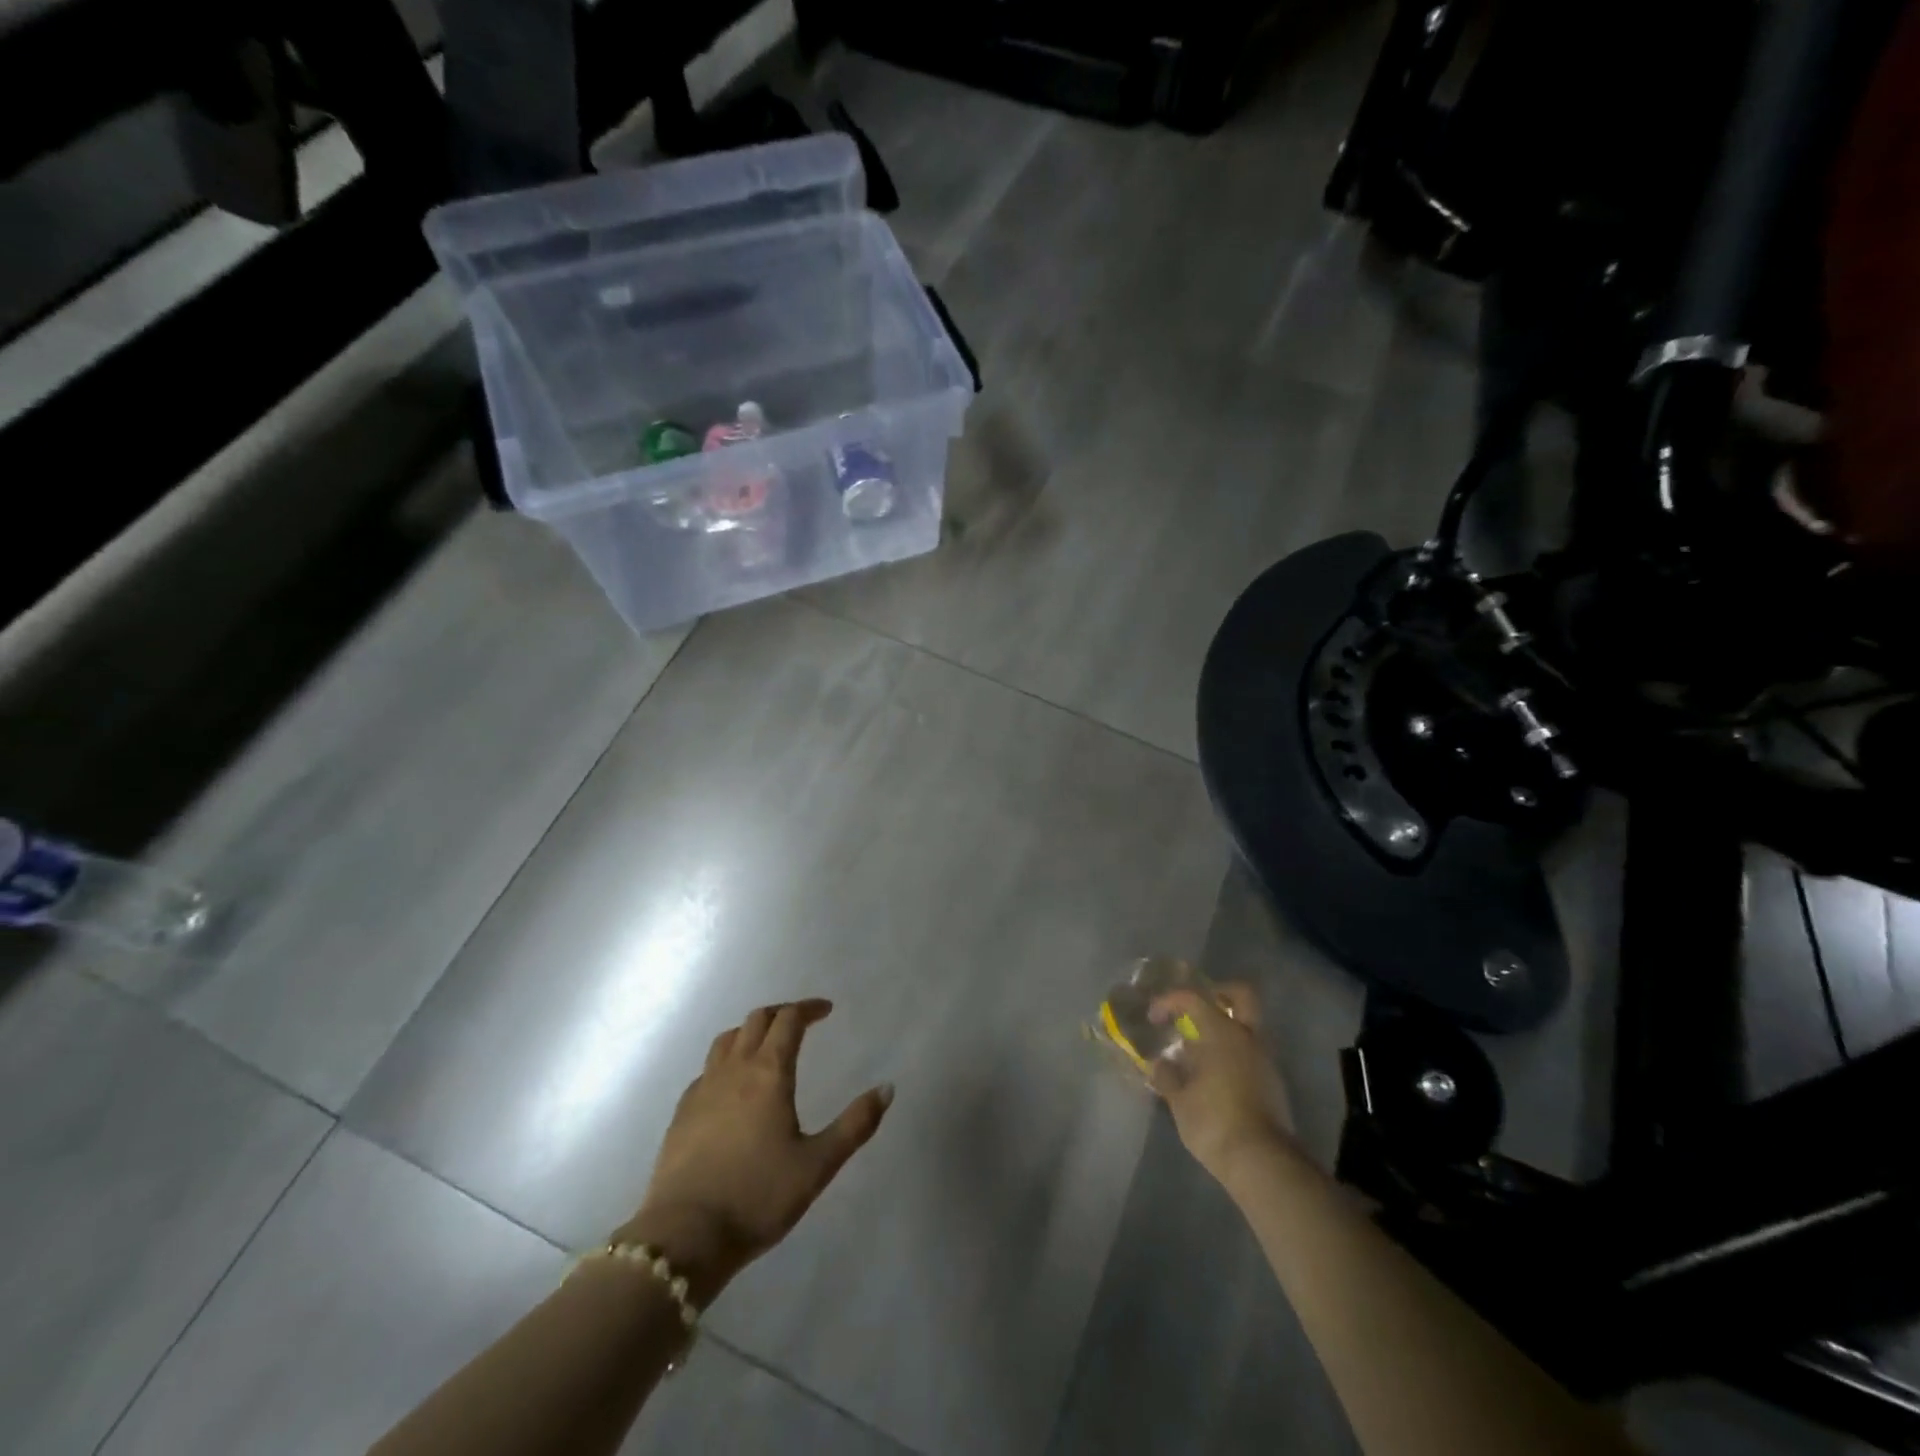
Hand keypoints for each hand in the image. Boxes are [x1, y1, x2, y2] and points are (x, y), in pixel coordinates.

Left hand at [617, 1000, 891, 1306]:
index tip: (826, 1010)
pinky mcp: (682, 1113)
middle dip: (781, 1013)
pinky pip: (707, 1069)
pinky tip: (731, 1086)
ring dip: (750, 1031)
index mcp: (769, 1073)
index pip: (789, 1020)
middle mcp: (734, 1069)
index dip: (809, 1009)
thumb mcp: (818, 1165)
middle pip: (756, 1020)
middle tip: (801, 1022)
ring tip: (766, 1045)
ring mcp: (703, 1089)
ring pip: (727, 1039)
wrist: (684, 1236)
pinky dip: (726, 1062)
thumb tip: (887, 1088)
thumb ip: (855, 1125)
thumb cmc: (758, 1197)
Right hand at [1148, 982, 1295, 1188]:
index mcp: (1222, 1032)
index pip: (1193, 999)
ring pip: (1248, 1026)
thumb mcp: (1179, 1100)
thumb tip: (1160, 1064)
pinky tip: (1214, 1075)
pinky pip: (1251, 1053)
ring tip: (1199, 1050)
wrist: (1262, 1162)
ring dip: (1226, 1028)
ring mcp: (1265, 1060)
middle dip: (1219, 994)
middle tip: (1196, 1009)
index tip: (1154, 1017)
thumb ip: (1167, 1076)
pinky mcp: (1273, 1084)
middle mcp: (1248, 1038)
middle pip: (1241, 996)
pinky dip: (1234, 1053)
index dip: (1170, 1001)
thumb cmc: (1214, 1121)